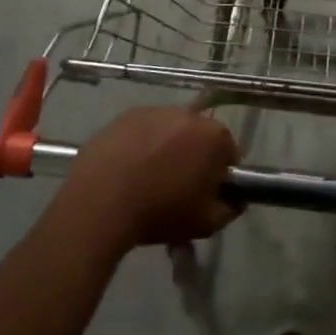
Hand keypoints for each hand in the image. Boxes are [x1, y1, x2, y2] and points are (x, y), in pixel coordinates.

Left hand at [60, 107, 241, 254]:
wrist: (101, 203)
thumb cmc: (161, 212)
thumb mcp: (206, 223)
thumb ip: (230, 209)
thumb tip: (235, 199)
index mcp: (213, 136)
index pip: (229, 151)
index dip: (221, 174)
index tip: (207, 193)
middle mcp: (187, 114)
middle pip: (199, 136)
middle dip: (194, 156)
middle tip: (178, 186)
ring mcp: (153, 111)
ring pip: (170, 130)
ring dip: (167, 148)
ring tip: (149, 178)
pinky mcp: (124, 116)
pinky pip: (142, 130)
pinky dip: (140, 145)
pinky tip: (128, 169)